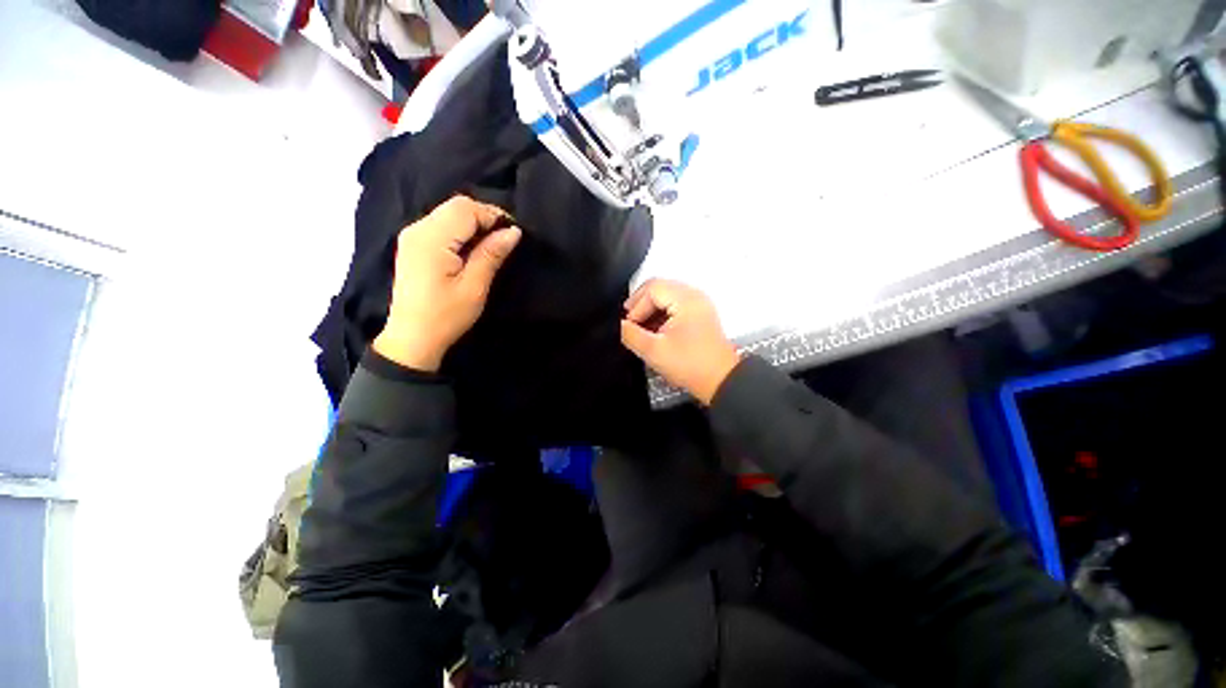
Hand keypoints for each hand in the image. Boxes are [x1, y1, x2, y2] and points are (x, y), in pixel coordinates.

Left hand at [373, 196, 521, 371]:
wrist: (413, 338)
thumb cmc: (446, 315)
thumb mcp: (475, 287)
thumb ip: (492, 254)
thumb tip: (513, 231)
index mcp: (431, 239)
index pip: (465, 208)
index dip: (492, 215)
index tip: (513, 234)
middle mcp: (418, 229)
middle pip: (456, 206)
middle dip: (484, 217)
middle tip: (504, 239)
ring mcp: (412, 236)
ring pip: (448, 213)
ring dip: (473, 224)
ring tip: (491, 246)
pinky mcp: (413, 245)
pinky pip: (441, 225)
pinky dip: (461, 231)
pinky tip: (472, 250)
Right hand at [620, 279, 740, 404]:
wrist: (720, 381)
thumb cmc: (691, 365)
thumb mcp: (653, 351)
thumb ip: (631, 334)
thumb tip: (620, 325)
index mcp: (685, 299)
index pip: (652, 289)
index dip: (636, 305)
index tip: (629, 325)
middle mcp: (694, 296)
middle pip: (659, 287)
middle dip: (641, 304)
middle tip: (630, 321)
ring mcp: (699, 304)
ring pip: (667, 295)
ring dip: (651, 309)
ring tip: (641, 328)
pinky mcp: (700, 315)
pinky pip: (675, 305)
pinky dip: (662, 314)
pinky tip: (655, 330)